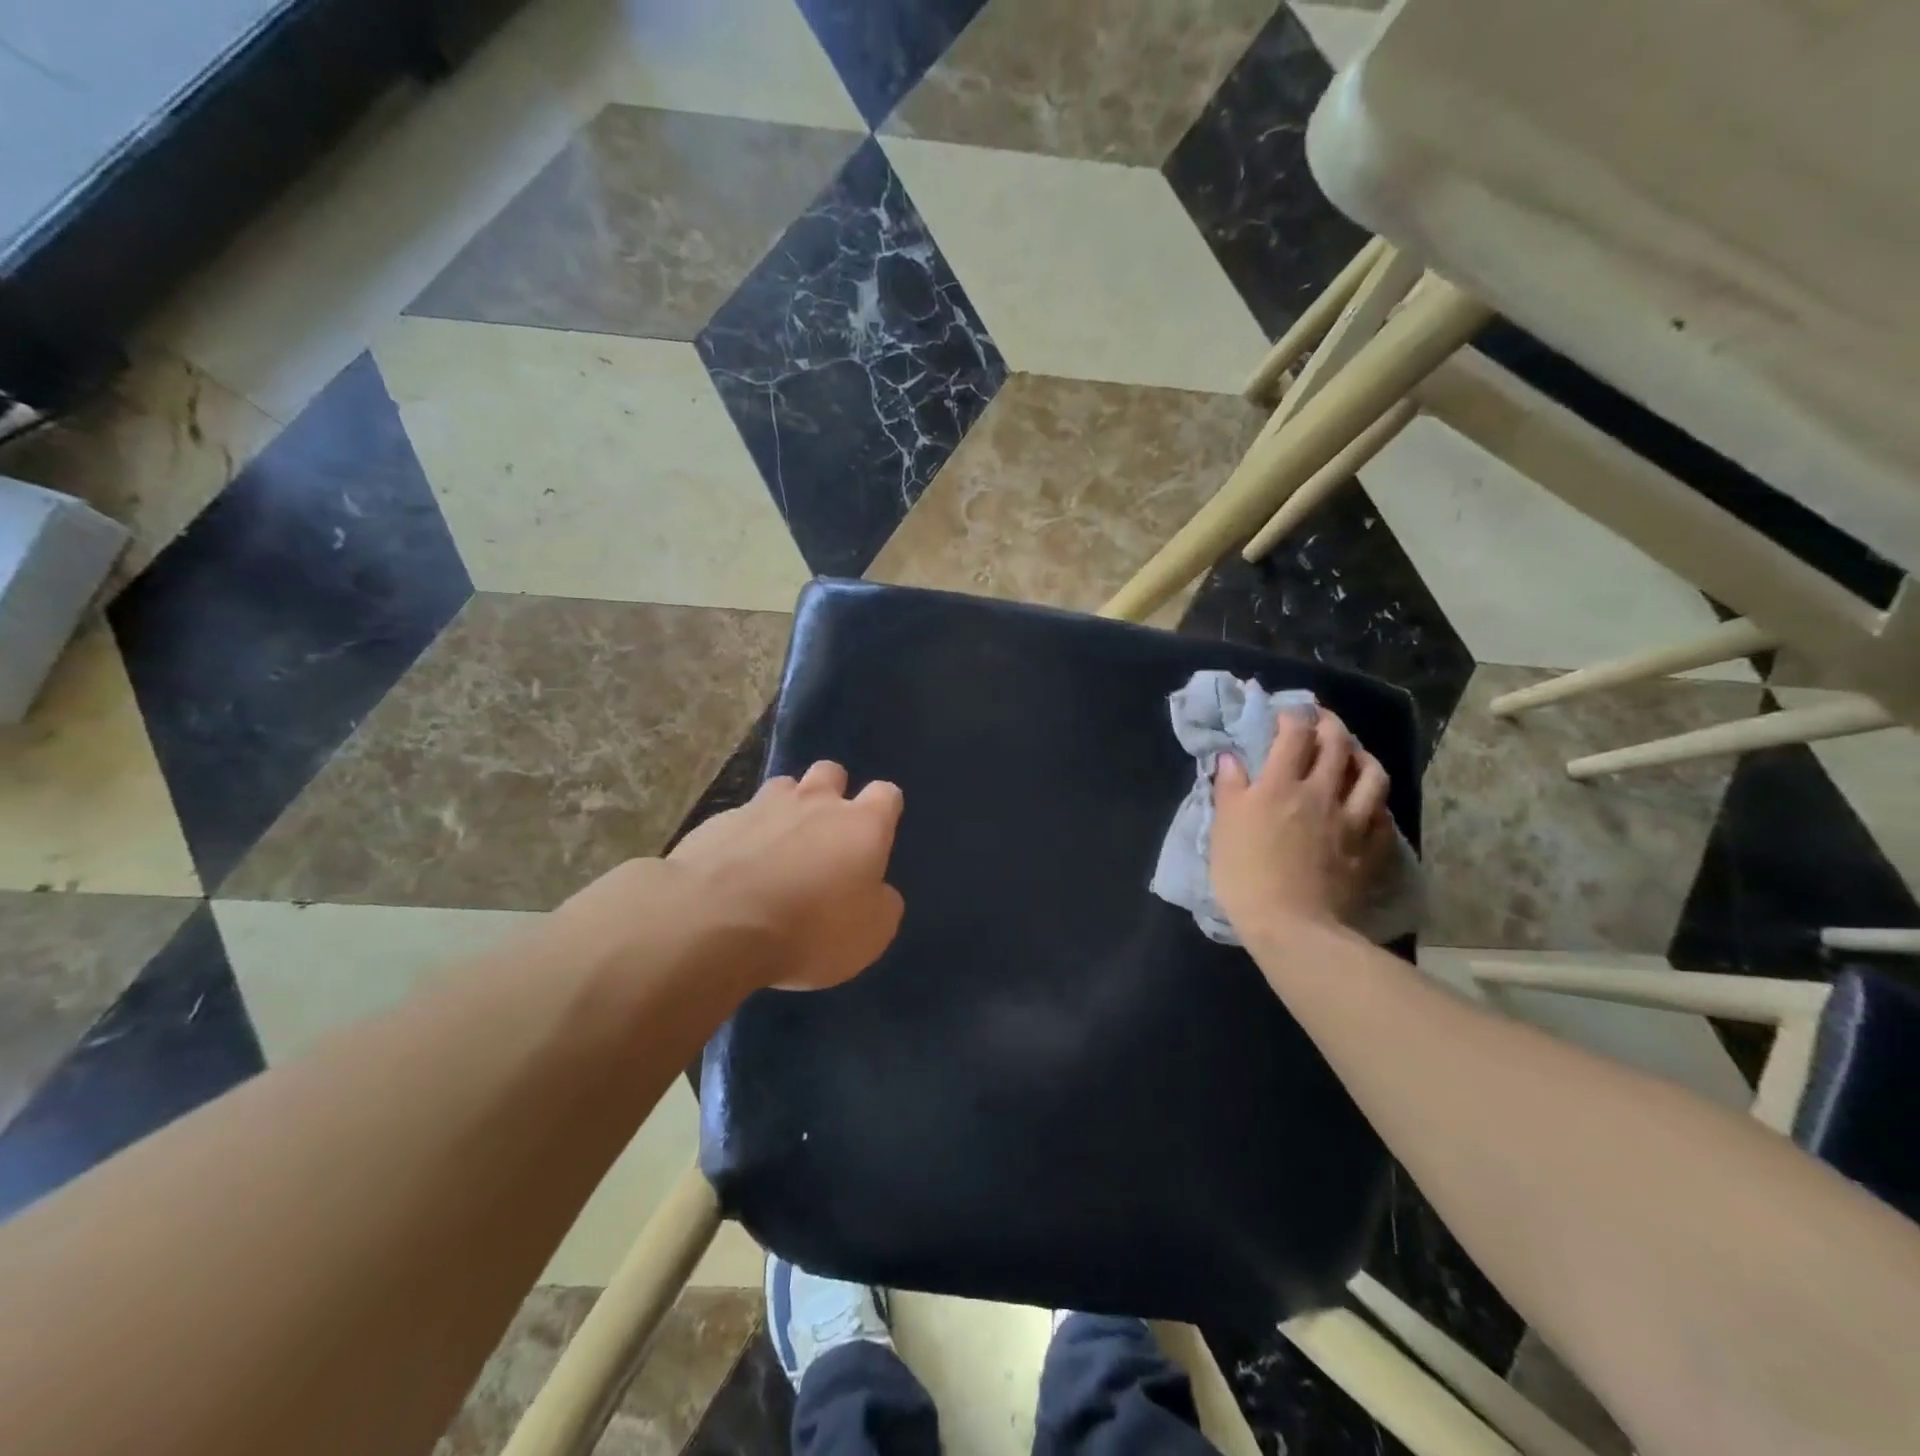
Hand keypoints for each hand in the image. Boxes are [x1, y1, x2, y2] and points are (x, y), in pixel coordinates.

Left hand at [661, 762, 905, 990]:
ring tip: (778, 846)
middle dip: (832, 793)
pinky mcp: (717, 822)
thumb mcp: (870, 936)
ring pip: (783, 787)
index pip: (886, 794)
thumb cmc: (810, 930)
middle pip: (831, 772)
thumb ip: (881, 904)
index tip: (878, 834)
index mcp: (861, 825)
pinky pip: (740, 818)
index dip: (884, 810)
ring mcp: (761, 806)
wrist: (714, 924)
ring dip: (786, 808)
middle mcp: (815, 802)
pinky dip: (744, 836)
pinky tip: (734, 869)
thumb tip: (879, 892)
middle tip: (826, 834)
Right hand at [1210, 710, 1391, 939]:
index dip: (1292, 716)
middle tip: (1321, 721)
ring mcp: (1351, 819)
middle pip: (1336, 744)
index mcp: (1279, 785)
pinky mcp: (1370, 847)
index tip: (1286, 714)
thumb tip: (1230, 758)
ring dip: (1362, 755)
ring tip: (1353, 755)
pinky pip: (1382, 812)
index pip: (1293, 735)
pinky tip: (1368, 802)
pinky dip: (1375, 799)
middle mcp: (1320, 792)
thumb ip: (1229, 789)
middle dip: (1330, 724)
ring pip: (1370, 773)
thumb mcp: (1223, 828)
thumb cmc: (1246, 875)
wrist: (1292, 926)